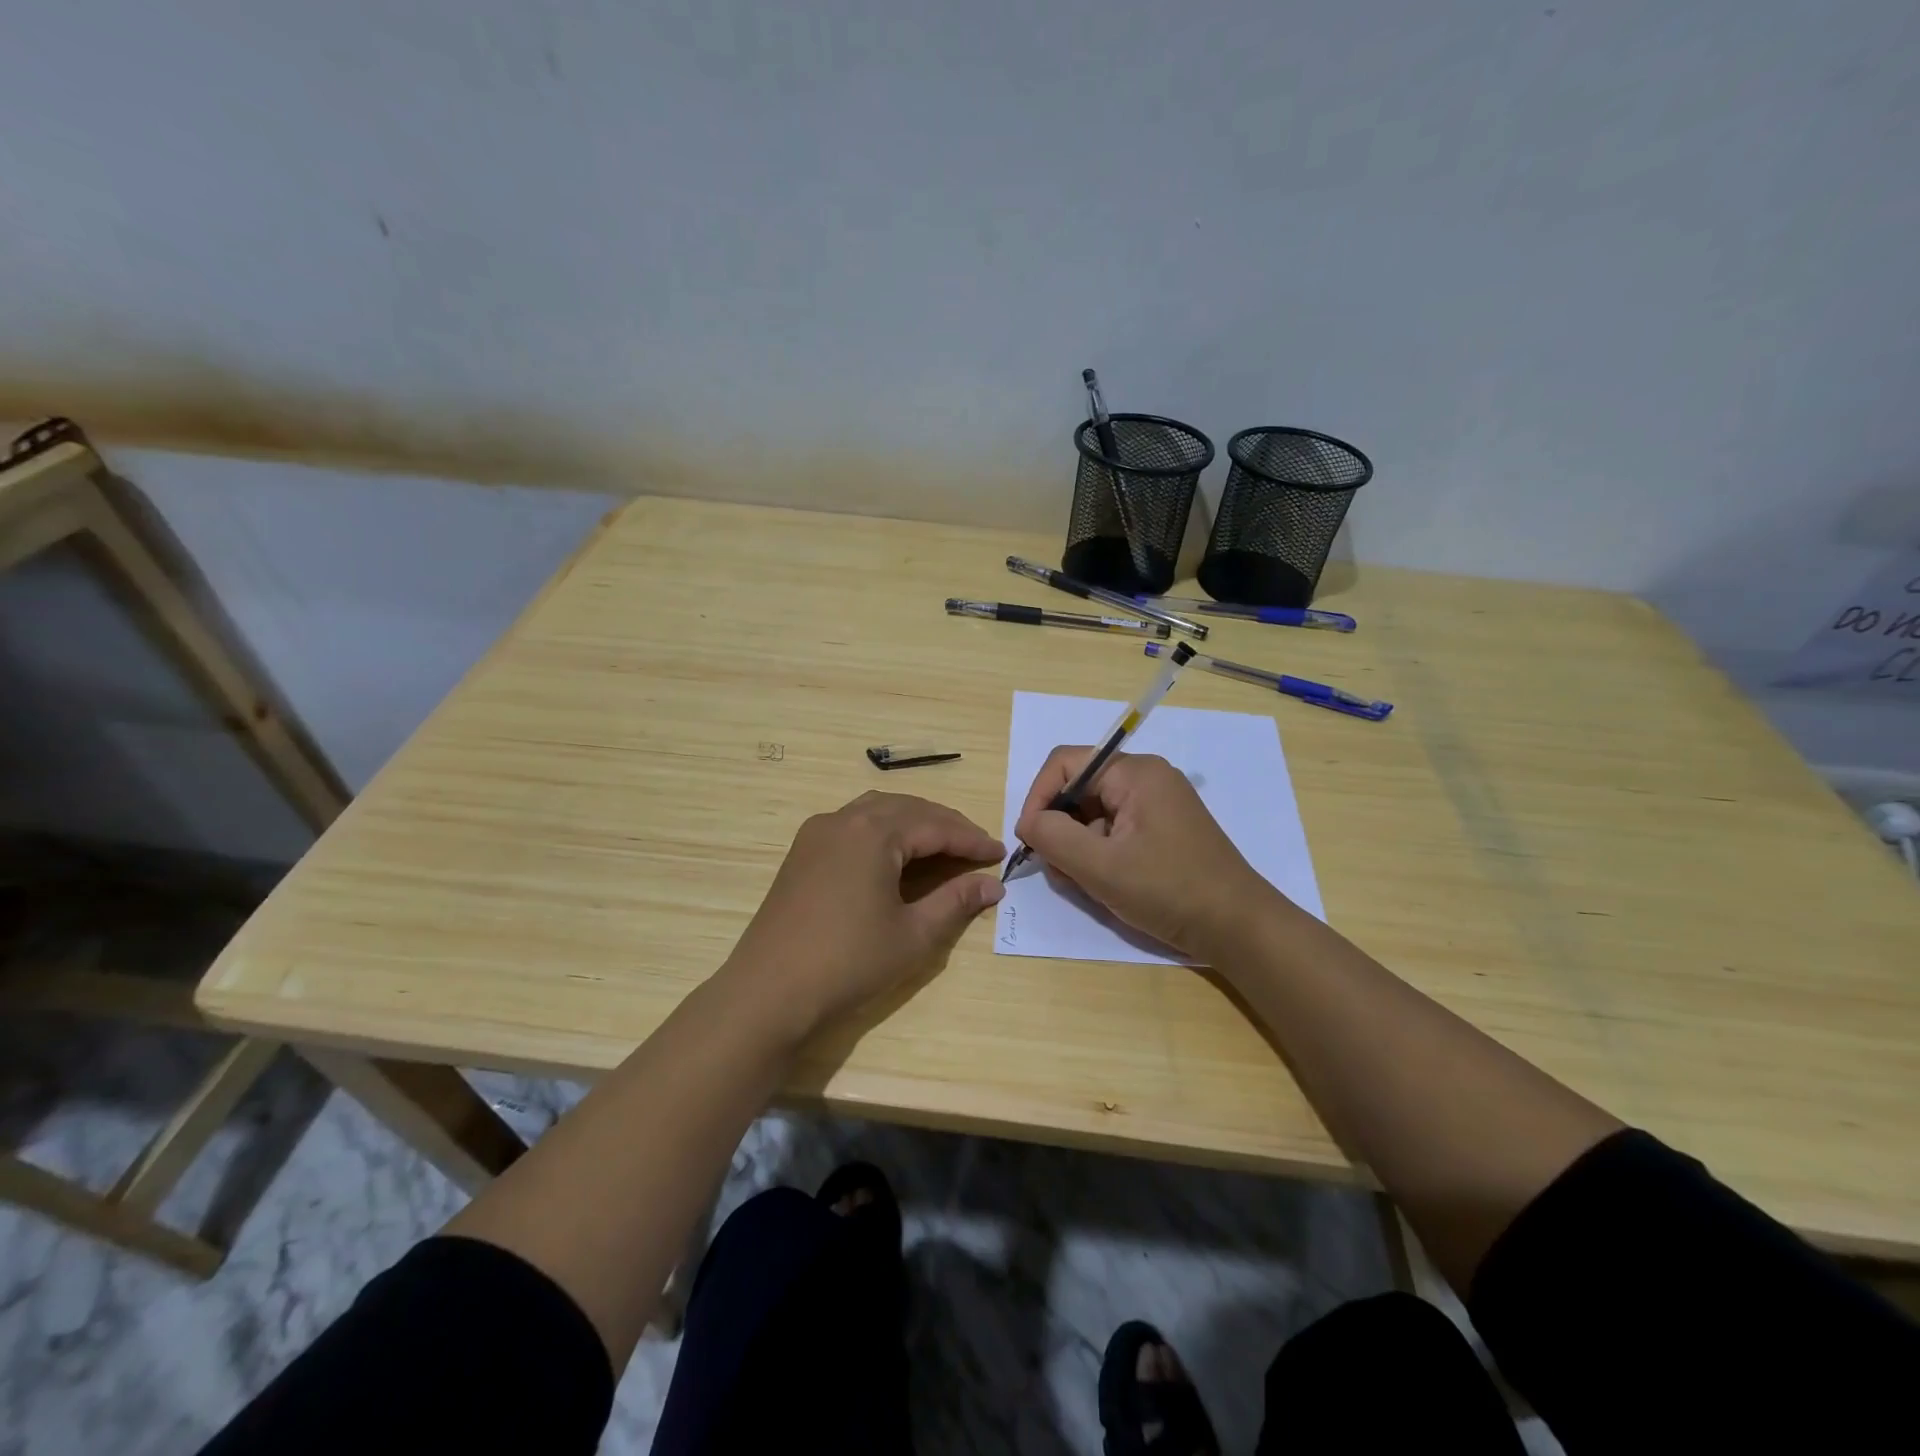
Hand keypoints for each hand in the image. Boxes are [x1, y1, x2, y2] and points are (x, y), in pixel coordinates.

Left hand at [721, 791, 1004, 1039]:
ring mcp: (818, 832)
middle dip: (945, 826)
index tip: (1001, 853)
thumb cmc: (848, 962)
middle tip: (977, 849)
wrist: (769, 992)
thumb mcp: (913, 935)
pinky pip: (854, 824)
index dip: (971, 840)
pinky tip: (897, 855)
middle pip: (907, 809)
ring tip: (943, 847)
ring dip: (914, 823)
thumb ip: (955, 901)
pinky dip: (885, 831)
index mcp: (873, 832)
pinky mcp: (803, 851)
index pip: (935, 826)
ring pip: (878, 811)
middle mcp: (844, 819)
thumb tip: (992, 885)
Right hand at [1014, 747, 1278, 956]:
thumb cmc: (1169, 891)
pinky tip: (1104, 884)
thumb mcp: (1100, 867)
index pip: (1065, 763)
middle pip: (1079, 789)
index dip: (1038, 797)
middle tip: (1057, 869)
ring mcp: (1157, 805)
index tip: (1029, 840)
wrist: (1239, 928)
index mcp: (1135, 773)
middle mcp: (1147, 779)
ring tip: (1083, 883)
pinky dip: (1099, 853)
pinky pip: (1115, 830)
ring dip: (1077, 845)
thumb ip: (1053, 837)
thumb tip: (1028, 822)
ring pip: (1094, 813)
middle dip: (1059, 827)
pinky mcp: (1163, 830)